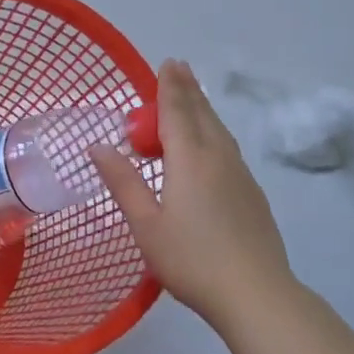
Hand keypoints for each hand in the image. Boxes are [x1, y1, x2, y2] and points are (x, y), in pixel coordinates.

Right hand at [93, 60, 294, 326]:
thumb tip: (98, 146)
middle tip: (179, 68)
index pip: (177, 111)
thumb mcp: (146, 224)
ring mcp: (240, 174)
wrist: (255, 291)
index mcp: (190, 159)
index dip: (169, 86)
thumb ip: (123, 182)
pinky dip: (214, 133)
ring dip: (203, 109)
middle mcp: (218, 157)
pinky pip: (229, 148)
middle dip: (188, 89)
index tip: (167, 62)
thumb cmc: (191, 259)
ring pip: (219, 130)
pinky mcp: (253, 193)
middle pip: (202, 114)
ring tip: (193, 99)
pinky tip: (212, 146)